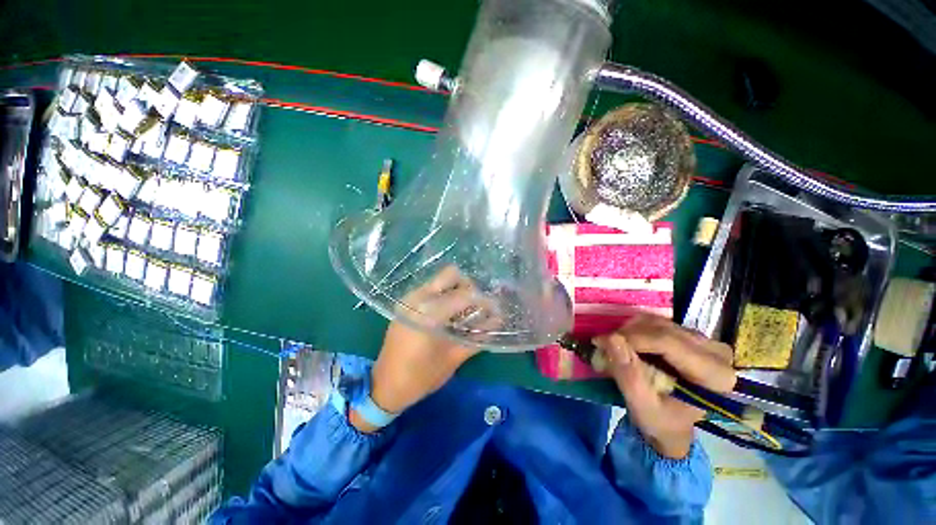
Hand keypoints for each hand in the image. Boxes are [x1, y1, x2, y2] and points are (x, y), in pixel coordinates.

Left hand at [351, 266, 491, 432]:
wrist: (384, 386)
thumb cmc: (420, 377)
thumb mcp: (453, 359)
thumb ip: (477, 337)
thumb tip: (498, 320)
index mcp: (428, 314)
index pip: (464, 296)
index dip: (483, 301)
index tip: (495, 308)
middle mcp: (417, 298)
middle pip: (450, 274)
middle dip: (468, 287)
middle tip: (476, 305)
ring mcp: (409, 298)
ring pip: (440, 280)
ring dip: (456, 290)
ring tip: (463, 311)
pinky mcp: (405, 303)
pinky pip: (430, 290)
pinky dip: (444, 296)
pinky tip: (448, 314)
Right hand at [594, 314, 735, 458]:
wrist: (673, 426)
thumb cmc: (661, 422)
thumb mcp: (641, 405)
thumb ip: (628, 374)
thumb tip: (610, 338)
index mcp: (714, 375)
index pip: (668, 342)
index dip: (632, 338)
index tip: (602, 343)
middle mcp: (715, 352)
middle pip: (662, 329)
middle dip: (628, 335)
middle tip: (605, 347)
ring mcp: (704, 341)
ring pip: (657, 322)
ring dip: (629, 331)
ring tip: (615, 348)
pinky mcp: (690, 336)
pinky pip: (656, 322)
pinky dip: (635, 330)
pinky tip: (627, 344)